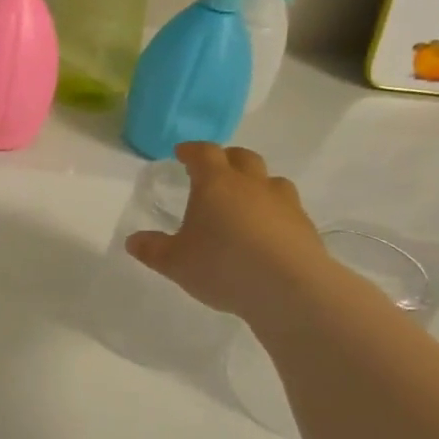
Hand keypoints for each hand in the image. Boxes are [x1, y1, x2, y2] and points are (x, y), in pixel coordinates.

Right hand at [125, 143, 325, 317]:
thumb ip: (153, 250)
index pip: (204, 153)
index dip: (191, 150)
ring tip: (246, 200)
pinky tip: (268, 232)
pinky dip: (275, 212)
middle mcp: (251, 185)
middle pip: (242, 158)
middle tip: (215, 169)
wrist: (290, 289)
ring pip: (271, 180)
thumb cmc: (223, 266)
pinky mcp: (305, 227)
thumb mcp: (175, 263)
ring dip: (257, 183)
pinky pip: (288, 208)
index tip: (182, 152)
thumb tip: (133, 241)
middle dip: (227, 159)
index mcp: (216, 184)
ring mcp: (284, 203)